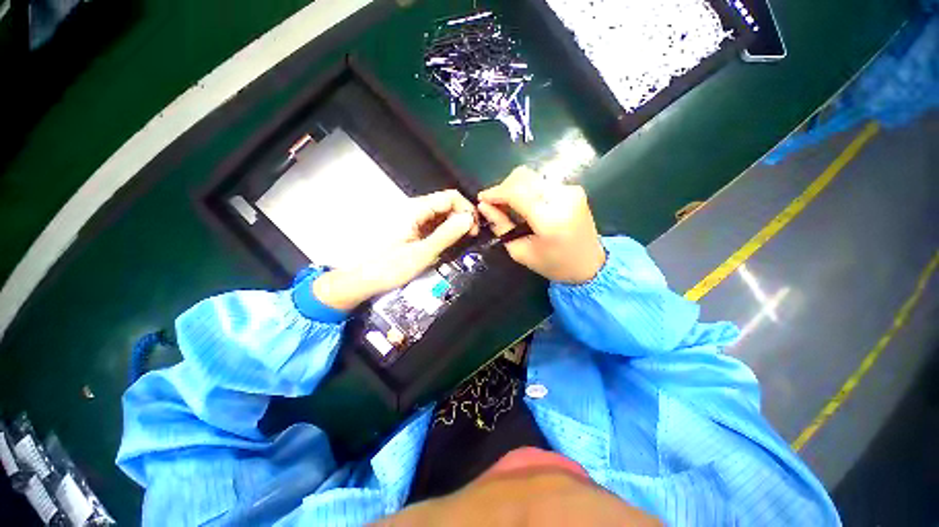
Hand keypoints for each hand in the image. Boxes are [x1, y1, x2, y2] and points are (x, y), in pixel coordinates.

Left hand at [314, 190, 477, 310]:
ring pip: (439, 213)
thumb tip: (468, 219)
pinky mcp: (408, 226)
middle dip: (461, 217)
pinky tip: (445, 242)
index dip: (466, 209)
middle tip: (469, 237)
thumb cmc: (389, 268)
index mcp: (414, 209)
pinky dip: (442, 230)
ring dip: (453, 225)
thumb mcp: (422, 253)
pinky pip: (430, 222)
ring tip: (459, 242)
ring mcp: (409, 216)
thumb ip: (446, 235)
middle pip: (445, 203)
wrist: (361, 279)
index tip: (473, 229)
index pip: (450, 197)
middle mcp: (412, 207)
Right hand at [478, 167, 604, 283]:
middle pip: (523, 177)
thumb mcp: (521, 252)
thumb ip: (501, 226)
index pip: (516, 192)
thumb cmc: (554, 265)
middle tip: (494, 204)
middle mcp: (562, 198)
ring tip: (507, 205)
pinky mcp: (574, 189)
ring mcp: (570, 190)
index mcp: (550, 219)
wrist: (591, 265)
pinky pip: (542, 182)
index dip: (495, 192)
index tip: (482, 198)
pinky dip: (528, 190)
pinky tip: (524, 205)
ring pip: (532, 177)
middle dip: (503, 187)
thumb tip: (483, 206)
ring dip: (515, 187)